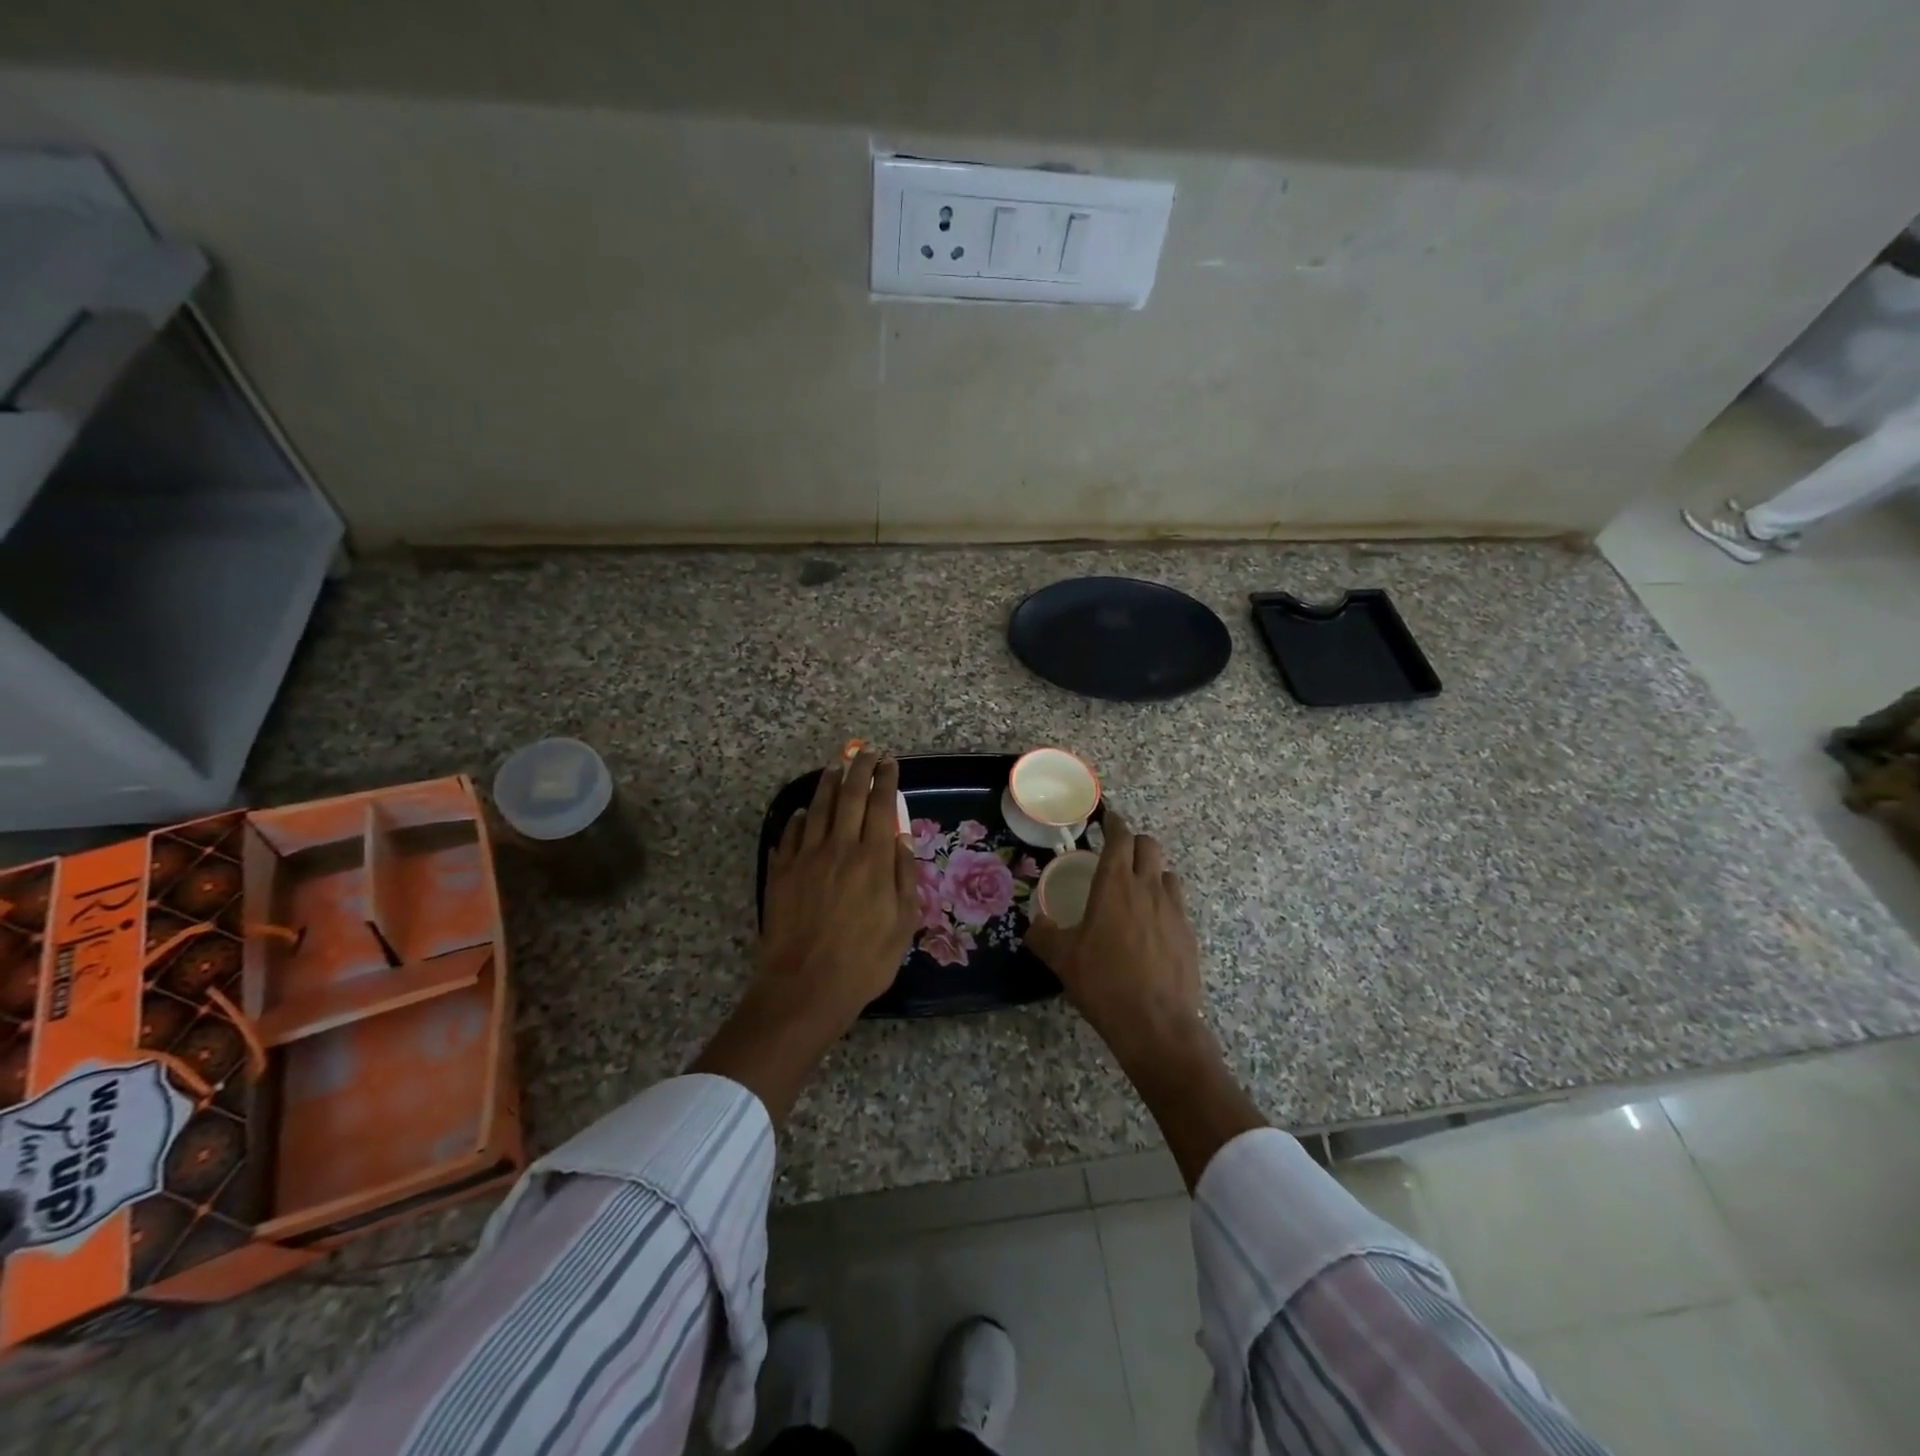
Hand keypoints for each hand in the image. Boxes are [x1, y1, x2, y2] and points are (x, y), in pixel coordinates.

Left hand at [693, 751, 916, 1121]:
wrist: (804, 987)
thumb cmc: (863, 962)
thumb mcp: (902, 925)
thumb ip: (904, 878)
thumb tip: (900, 840)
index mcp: (873, 859)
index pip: (882, 805)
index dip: (886, 779)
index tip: (890, 762)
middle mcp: (840, 848)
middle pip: (850, 796)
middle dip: (859, 769)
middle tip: (865, 752)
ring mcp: (806, 858)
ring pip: (818, 808)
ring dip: (828, 784)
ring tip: (835, 767)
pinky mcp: (781, 872)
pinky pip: (790, 835)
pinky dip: (799, 818)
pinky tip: (802, 812)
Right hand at [1027, 811, 1264, 1188]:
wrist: (1156, 1024)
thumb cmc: (1103, 983)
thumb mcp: (1062, 958)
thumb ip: (1043, 934)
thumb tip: (1033, 923)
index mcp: (1115, 884)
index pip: (1120, 837)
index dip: (1113, 823)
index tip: (1106, 819)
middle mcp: (1148, 888)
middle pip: (1149, 845)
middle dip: (1134, 842)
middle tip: (1117, 853)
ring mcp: (1174, 910)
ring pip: (1167, 873)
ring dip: (1151, 871)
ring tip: (1135, 889)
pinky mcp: (1189, 934)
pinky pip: (1177, 903)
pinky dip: (1164, 901)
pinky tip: (1151, 925)